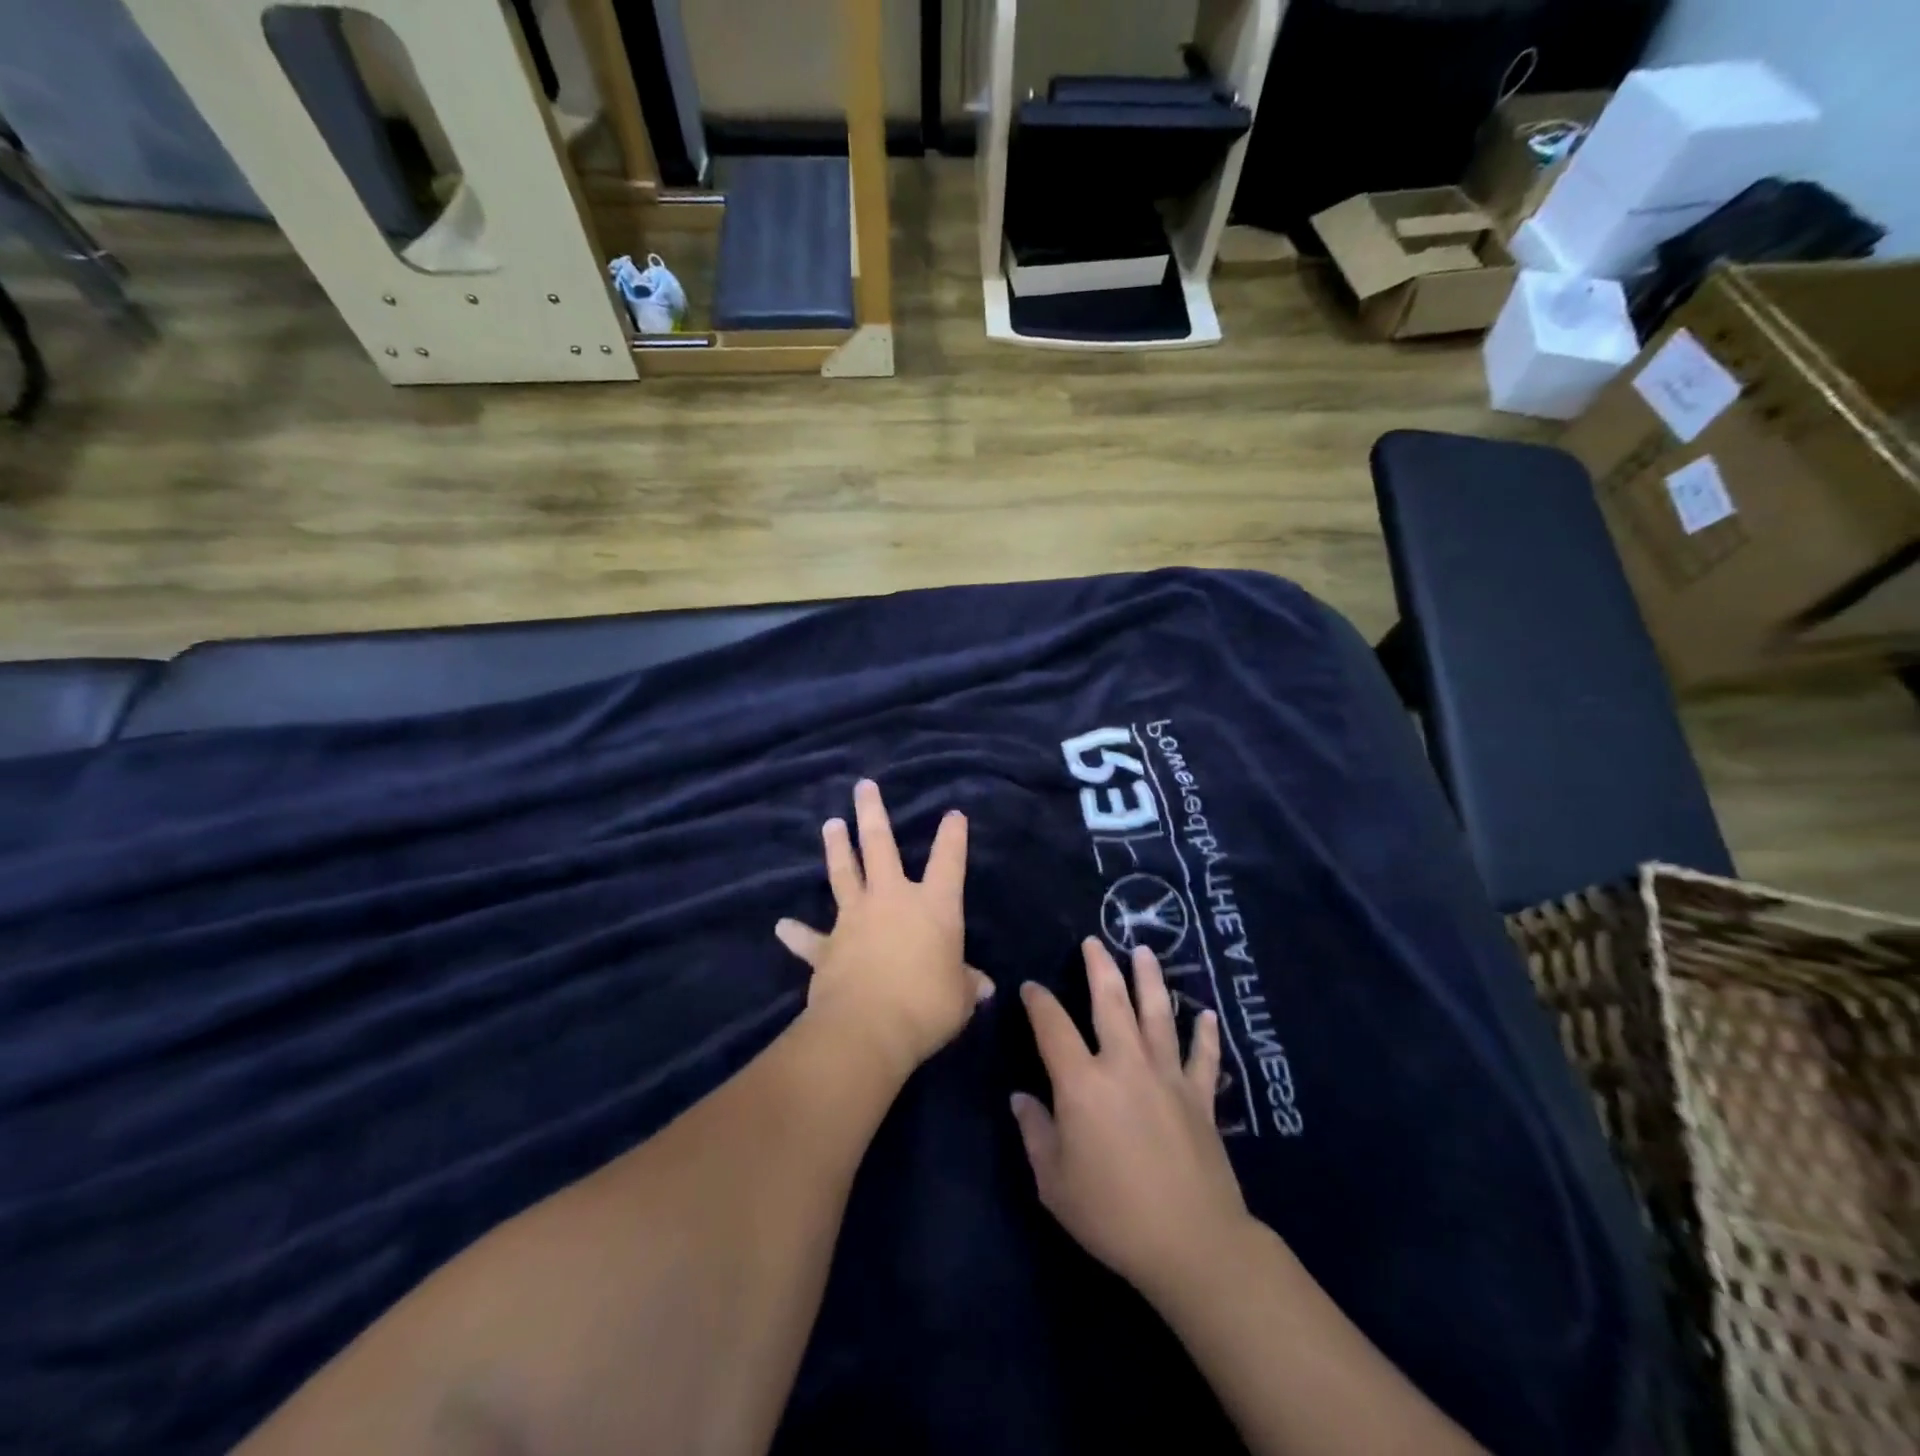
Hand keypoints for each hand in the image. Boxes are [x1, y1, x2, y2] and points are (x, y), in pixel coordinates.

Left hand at [776, 779, 992, 1082]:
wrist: (868, 1027)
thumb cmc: (927, 1005)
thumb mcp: (959, 998)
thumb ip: (967, 985)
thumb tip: (982, 986)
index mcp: (933, 907)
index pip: (948, 861)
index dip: (953, 836)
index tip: (954, 813)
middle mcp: (891, 900)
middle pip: (880, 845)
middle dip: (871, 813)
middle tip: (863, 786)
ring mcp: (854, 919)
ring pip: (843, 873)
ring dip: (836, 848)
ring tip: (830, 824)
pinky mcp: (827, 946)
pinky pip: (809, 938)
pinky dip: (796, 932)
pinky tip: (782, 926)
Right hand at [1012, 939, 1250, 1300]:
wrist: (1191, 1243)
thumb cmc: (1112, 1215)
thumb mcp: (1055, 1183)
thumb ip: (1036, 1133)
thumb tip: (1021, 1098)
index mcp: (1082, 1084)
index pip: (1053, 1027)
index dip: (1038, 1002)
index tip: (1031, 987)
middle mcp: (1124, 1065)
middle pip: (1111, 1002)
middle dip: (1099, 967)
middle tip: (1094, 941)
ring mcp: (1167, 1076)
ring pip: (1157, 1014)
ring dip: (1149, 979)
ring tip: (1144, 951)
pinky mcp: (1200, 1097)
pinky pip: (1204, 1057)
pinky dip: (1206, 1034)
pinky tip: (1207, 1014)